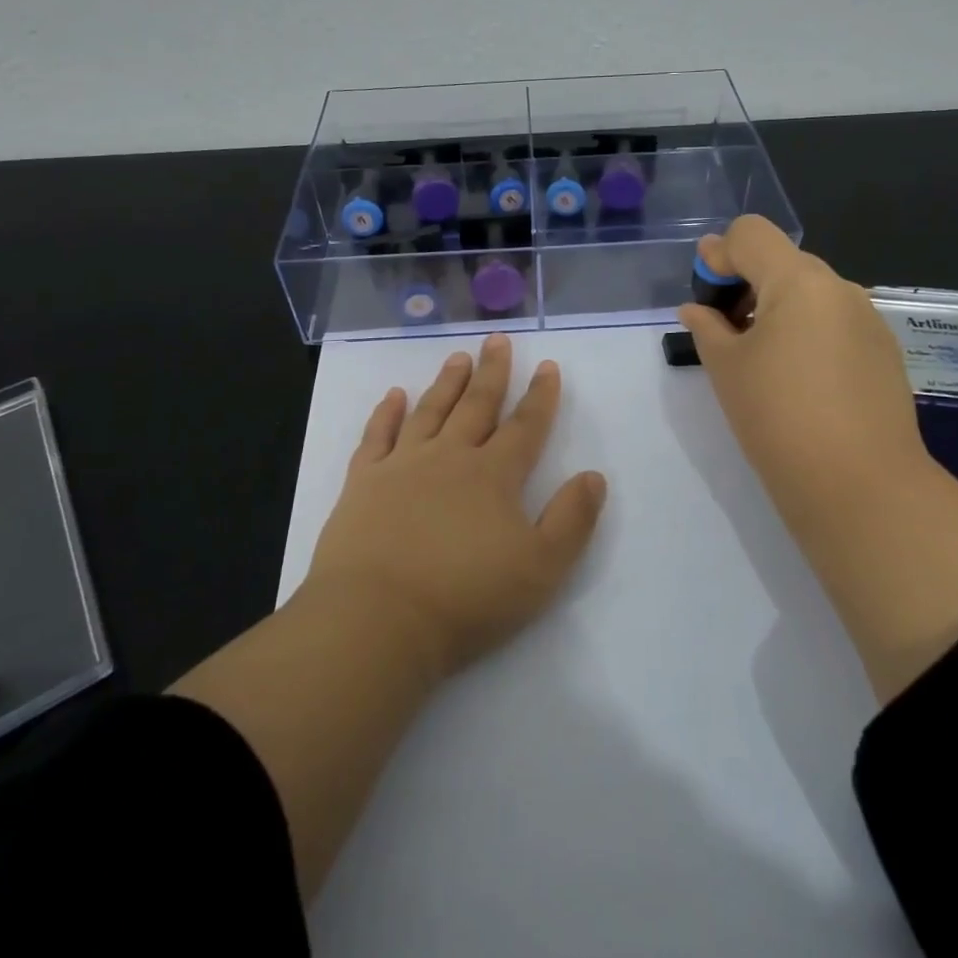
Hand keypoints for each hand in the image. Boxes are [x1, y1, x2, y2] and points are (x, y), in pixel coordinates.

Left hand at [302, 333, 606, 680]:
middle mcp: (449, 457)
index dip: (541, 396)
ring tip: (458, 357)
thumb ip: (572, 520)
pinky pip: (377, 435)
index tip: (548, 366)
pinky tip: (394, 394)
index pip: (525, 426)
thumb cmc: (466, 598)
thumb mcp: (541, 568)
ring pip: (430, 411)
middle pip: (477, 405)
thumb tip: (593, 476)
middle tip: (498, 340)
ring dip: (447, 383)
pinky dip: (386, 412)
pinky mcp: (363, 482)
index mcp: (494, 476)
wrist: (378, 618)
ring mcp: (402, 465)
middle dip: (492, 372)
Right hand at [677, 216, 931, 539]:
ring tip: (758, 358)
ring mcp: (868, 319)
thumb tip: (697, 307)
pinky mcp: (883, 351)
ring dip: (776, 307)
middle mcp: (839, 287)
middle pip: (782, 260)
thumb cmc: (777, 417)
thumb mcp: (726, 367)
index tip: (704, 295)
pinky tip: (797, 378)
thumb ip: (706, 326)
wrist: (859, 485)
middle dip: (746, 282)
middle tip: (723, 329)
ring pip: (810, 292)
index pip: (750, 233)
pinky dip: (806, 331)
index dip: (718, 254)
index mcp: (798, 281)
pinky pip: (834, 321)